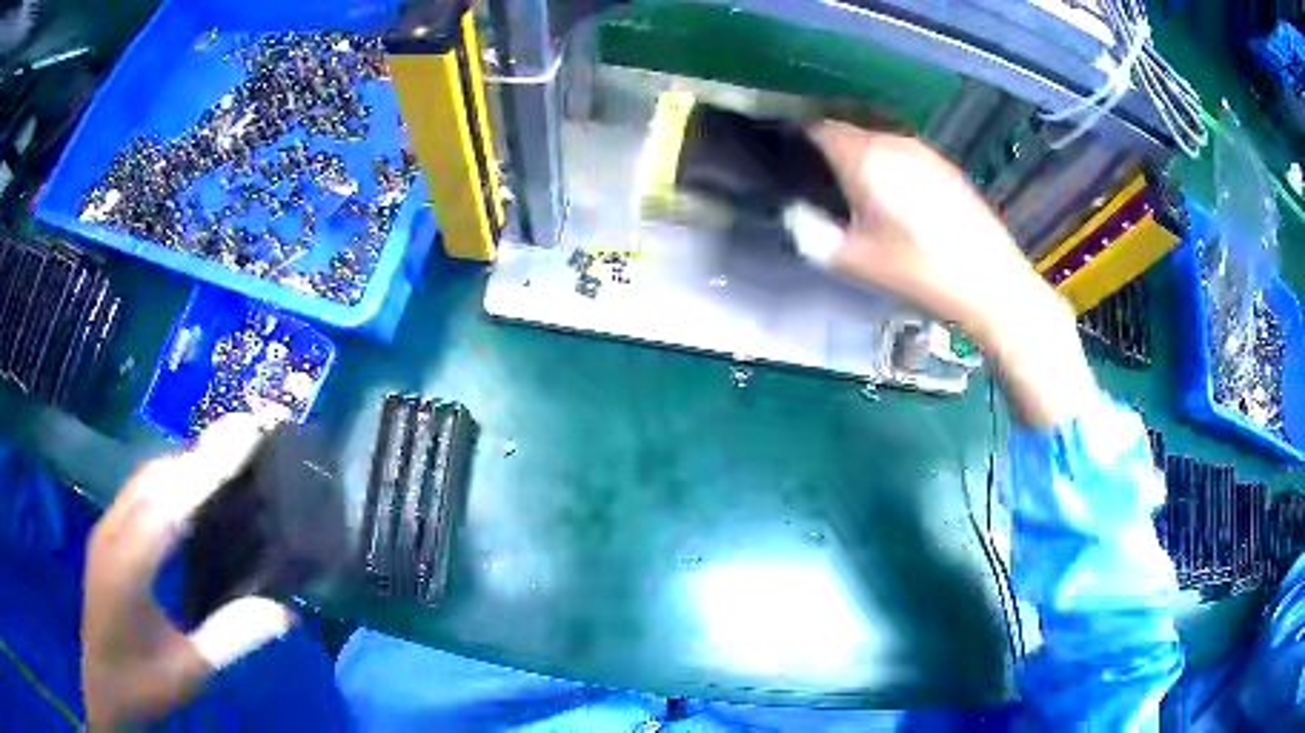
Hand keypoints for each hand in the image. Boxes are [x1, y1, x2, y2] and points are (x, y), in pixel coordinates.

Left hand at [82, 414, 294, 728]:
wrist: (104, 686)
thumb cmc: (143, 683)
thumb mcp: (189, 670)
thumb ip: (230, 638)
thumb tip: (284, 610)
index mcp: (127, 565)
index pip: (170, 503)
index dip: (207, 467)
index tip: (245, 432)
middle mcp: (112, 533)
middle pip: (155, 479)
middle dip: (198, 455)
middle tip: (244, 437)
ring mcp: (106, 531)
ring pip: (145, 481)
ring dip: (183, 465)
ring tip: (224, 456)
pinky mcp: (107, 537)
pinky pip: (139, 495)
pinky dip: (168, 483)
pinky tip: (188, 492)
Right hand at [788, 121, 1096, 426]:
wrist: (991, 283)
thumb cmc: (917, 270)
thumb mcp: (854, 261)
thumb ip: (812, 232)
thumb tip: (795, 212)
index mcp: (865, 156)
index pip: (819, 127)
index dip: (798, 136)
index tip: (788, 157)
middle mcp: (894, 142)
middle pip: (850, 131)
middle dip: (831, 149)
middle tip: (820, 181)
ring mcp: (926, 152)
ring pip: (880, 142)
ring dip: (863, 158)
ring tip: (858, 191)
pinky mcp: (948, 168)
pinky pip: (906, 155)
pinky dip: (892, 167)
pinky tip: (899, 200)